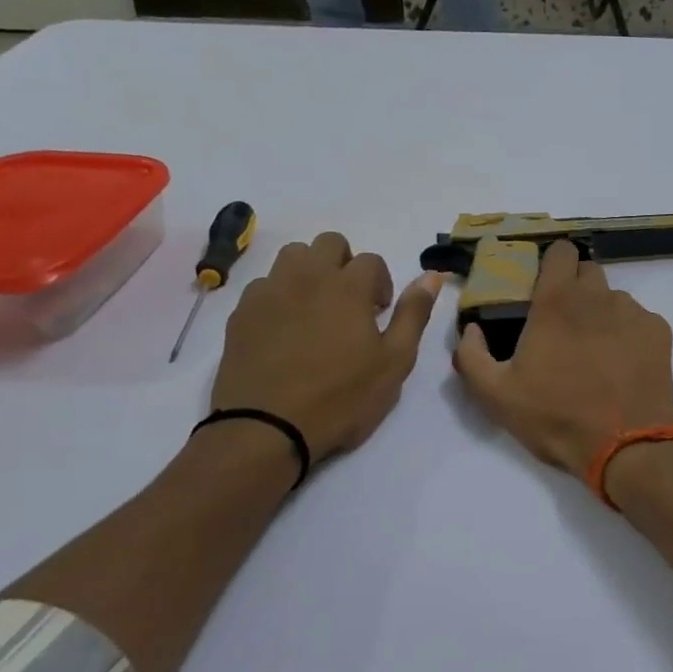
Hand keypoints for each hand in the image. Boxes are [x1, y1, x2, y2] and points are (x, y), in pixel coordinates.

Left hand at [212, 232, 440, 462]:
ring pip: (292, 256)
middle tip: (350, 304)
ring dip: (310, 271)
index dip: (381, 284)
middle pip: (329, 243)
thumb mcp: (394, 362)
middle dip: (345, 264)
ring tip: (316, 309)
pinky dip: (280, 294)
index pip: (371, 260)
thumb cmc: (341, 397)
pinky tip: (284, 328)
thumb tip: (431, 276)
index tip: (379, 314)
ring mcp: (270, 292)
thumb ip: (413, 314)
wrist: (265, 428)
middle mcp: (307, 277)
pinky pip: (264, 285)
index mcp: (348, 287)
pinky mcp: (241, 312)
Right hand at [452, 240, 672, 481]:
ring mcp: (633, 312)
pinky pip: (639, 320)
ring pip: (614, 298)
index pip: (560, 251)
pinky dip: (629, 334)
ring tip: (596, 352)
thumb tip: (471, 330)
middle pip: (588, 271)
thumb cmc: (556, 416)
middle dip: (575, 288)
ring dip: (602, 314)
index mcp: (557, 301)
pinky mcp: (659, 332)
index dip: (552, 264)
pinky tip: (622, 365)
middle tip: (564, 325)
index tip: (543, 287)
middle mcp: (598, 296)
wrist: (626, 445)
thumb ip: (471, 356)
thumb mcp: (496, 396)